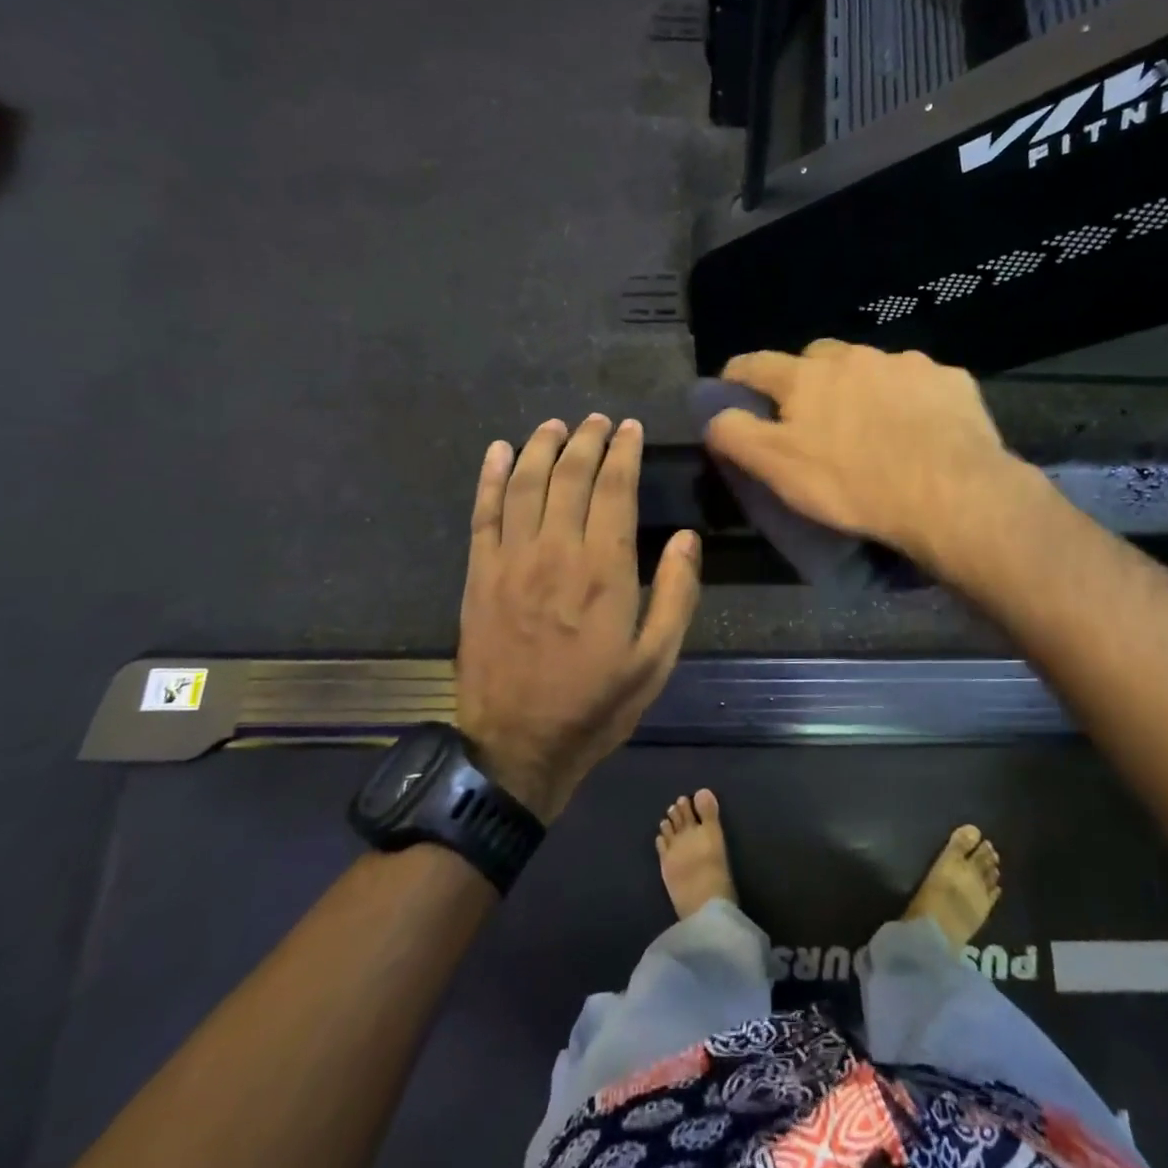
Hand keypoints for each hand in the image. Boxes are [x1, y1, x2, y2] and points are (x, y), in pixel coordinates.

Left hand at [455, 415, 699, 821]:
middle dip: (586, 440)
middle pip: (569, 476)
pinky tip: (499, 452)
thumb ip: (676, 595)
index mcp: (604, 569)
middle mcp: (555, 551)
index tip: (630, 428)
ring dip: (541, 447)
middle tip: (597, 420)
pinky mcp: (479, 576)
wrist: (517, 747)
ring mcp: (511, 561)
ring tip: (555, 425)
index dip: (624, 452)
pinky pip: (483, 514)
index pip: (614, 489)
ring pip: (525, 484)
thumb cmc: (596, 705)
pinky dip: (490, 477)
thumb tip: (687, 539)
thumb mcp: (656, 660)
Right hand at [706, 340, 1029, 569]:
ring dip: (862, 387)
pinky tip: (919, 429)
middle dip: (806, 379)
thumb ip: (736, 435)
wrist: (950, 493)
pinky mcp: (950, 380)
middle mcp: (854, 357)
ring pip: (871, 368)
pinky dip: (910, 399)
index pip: (756, 364)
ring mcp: (907, 364)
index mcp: (807, 377)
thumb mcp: (778, 468)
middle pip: (817, 357)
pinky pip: (919, 383)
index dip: (738, 375)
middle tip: (812, 416)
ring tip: (873, 426)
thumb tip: (713, 415)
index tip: (732, 388)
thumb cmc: (852, 484)